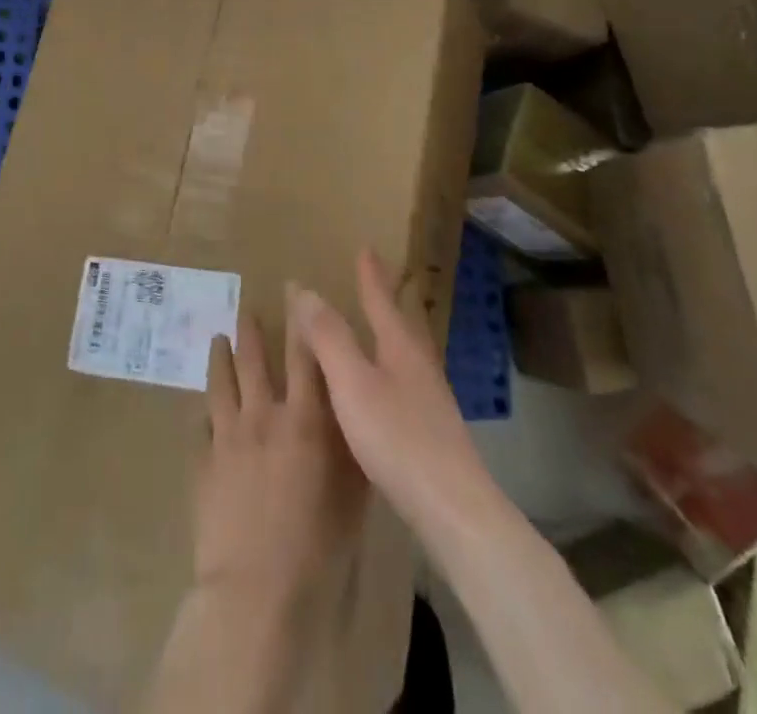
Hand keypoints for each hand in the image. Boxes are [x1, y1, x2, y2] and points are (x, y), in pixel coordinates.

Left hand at [195, 288, 368, 608]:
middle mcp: (263, 415)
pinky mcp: (202, 462)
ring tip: (218, 338)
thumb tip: (350, 411)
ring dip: (220, 356)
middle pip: (253, 359)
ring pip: (221, 382)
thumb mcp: (351, 492)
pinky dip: (205, 413)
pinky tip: (203, 409)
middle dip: (251, 330)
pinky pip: (201, 426)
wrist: (256, 588)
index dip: (300, 319)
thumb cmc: (317, 546)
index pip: (303, 354)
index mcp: (304, 418)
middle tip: (246, 308)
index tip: (294, 291)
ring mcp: (227, 436)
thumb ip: (349, 445)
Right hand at [292, 248, 490, 528]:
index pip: (382, 300)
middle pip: (402, 322)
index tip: (367, 248)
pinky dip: (389, 368)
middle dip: (387, 300)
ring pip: (406, 353)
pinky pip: (405, 382)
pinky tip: (384, 390)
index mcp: (401, 348)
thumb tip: (305, 290)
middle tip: (375, 279)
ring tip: (377, 327)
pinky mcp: (432, 431)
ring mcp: (430, 399)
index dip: (371, 276)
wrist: (452, 508)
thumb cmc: (398, 438)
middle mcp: (420, 365)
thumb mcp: (353, 383)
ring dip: (389, 333)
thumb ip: (329, 337)